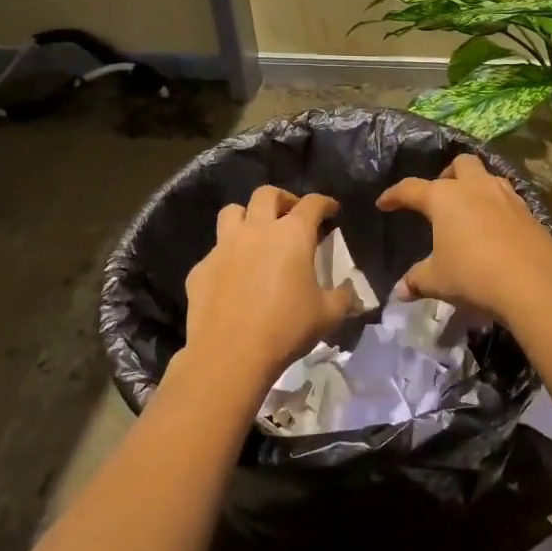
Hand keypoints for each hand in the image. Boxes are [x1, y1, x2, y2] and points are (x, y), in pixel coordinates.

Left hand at [185, 186, 355, 390]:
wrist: (229, 356)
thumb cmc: (286, 328)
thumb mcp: (327, 315)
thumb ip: (343, 299)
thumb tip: (351, 295)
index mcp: (292, 235)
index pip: (312, 204)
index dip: (324, 203)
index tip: (331, 210)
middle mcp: (256, 230)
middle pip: (266, 194)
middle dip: (282, 199)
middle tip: (291, 214)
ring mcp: (224, 247)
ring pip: (232, 212)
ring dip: (247, 216)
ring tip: (256, 234)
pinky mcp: (200, 269)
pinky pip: (214, 252)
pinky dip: (226, 257)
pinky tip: (233, 278)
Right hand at [377, 154, 551, 322]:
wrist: (533, 282)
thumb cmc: (473, 274)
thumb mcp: (437, 280)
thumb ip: (417, 280)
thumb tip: (400, 290)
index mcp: (445, 197)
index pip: (411, 188)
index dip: (394, 195)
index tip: (384, 203)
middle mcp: (475, 187)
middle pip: (460, 164)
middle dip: (448, 175)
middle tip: (441, 197)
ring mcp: (506, 195)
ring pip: (488, 176)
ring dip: (476, 187)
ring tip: (470, 209)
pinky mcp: (528, 211)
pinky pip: (508, 198)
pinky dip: (497, 207)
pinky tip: (495, 229)